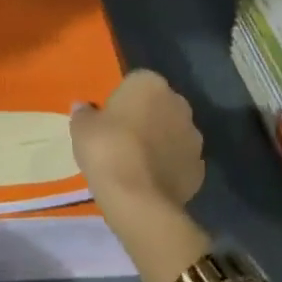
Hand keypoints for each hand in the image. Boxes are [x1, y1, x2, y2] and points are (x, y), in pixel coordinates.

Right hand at [70, 70, 204, 220]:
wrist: (138, 198)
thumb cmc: (107, 149)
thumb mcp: (81, 128)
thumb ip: (83, 113)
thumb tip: (82, 107)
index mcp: (150, 84)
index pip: (135, 83)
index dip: (120, 101)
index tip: (108, 119)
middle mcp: (178, 103)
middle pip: (158, 106)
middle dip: (145, 118)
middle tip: (120, 139)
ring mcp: (193, 137)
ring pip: (172, 133)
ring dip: (159, 142)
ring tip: (135, 163)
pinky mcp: (200, 168)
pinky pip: (179, 160)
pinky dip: (168, 167)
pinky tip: (149, 181)